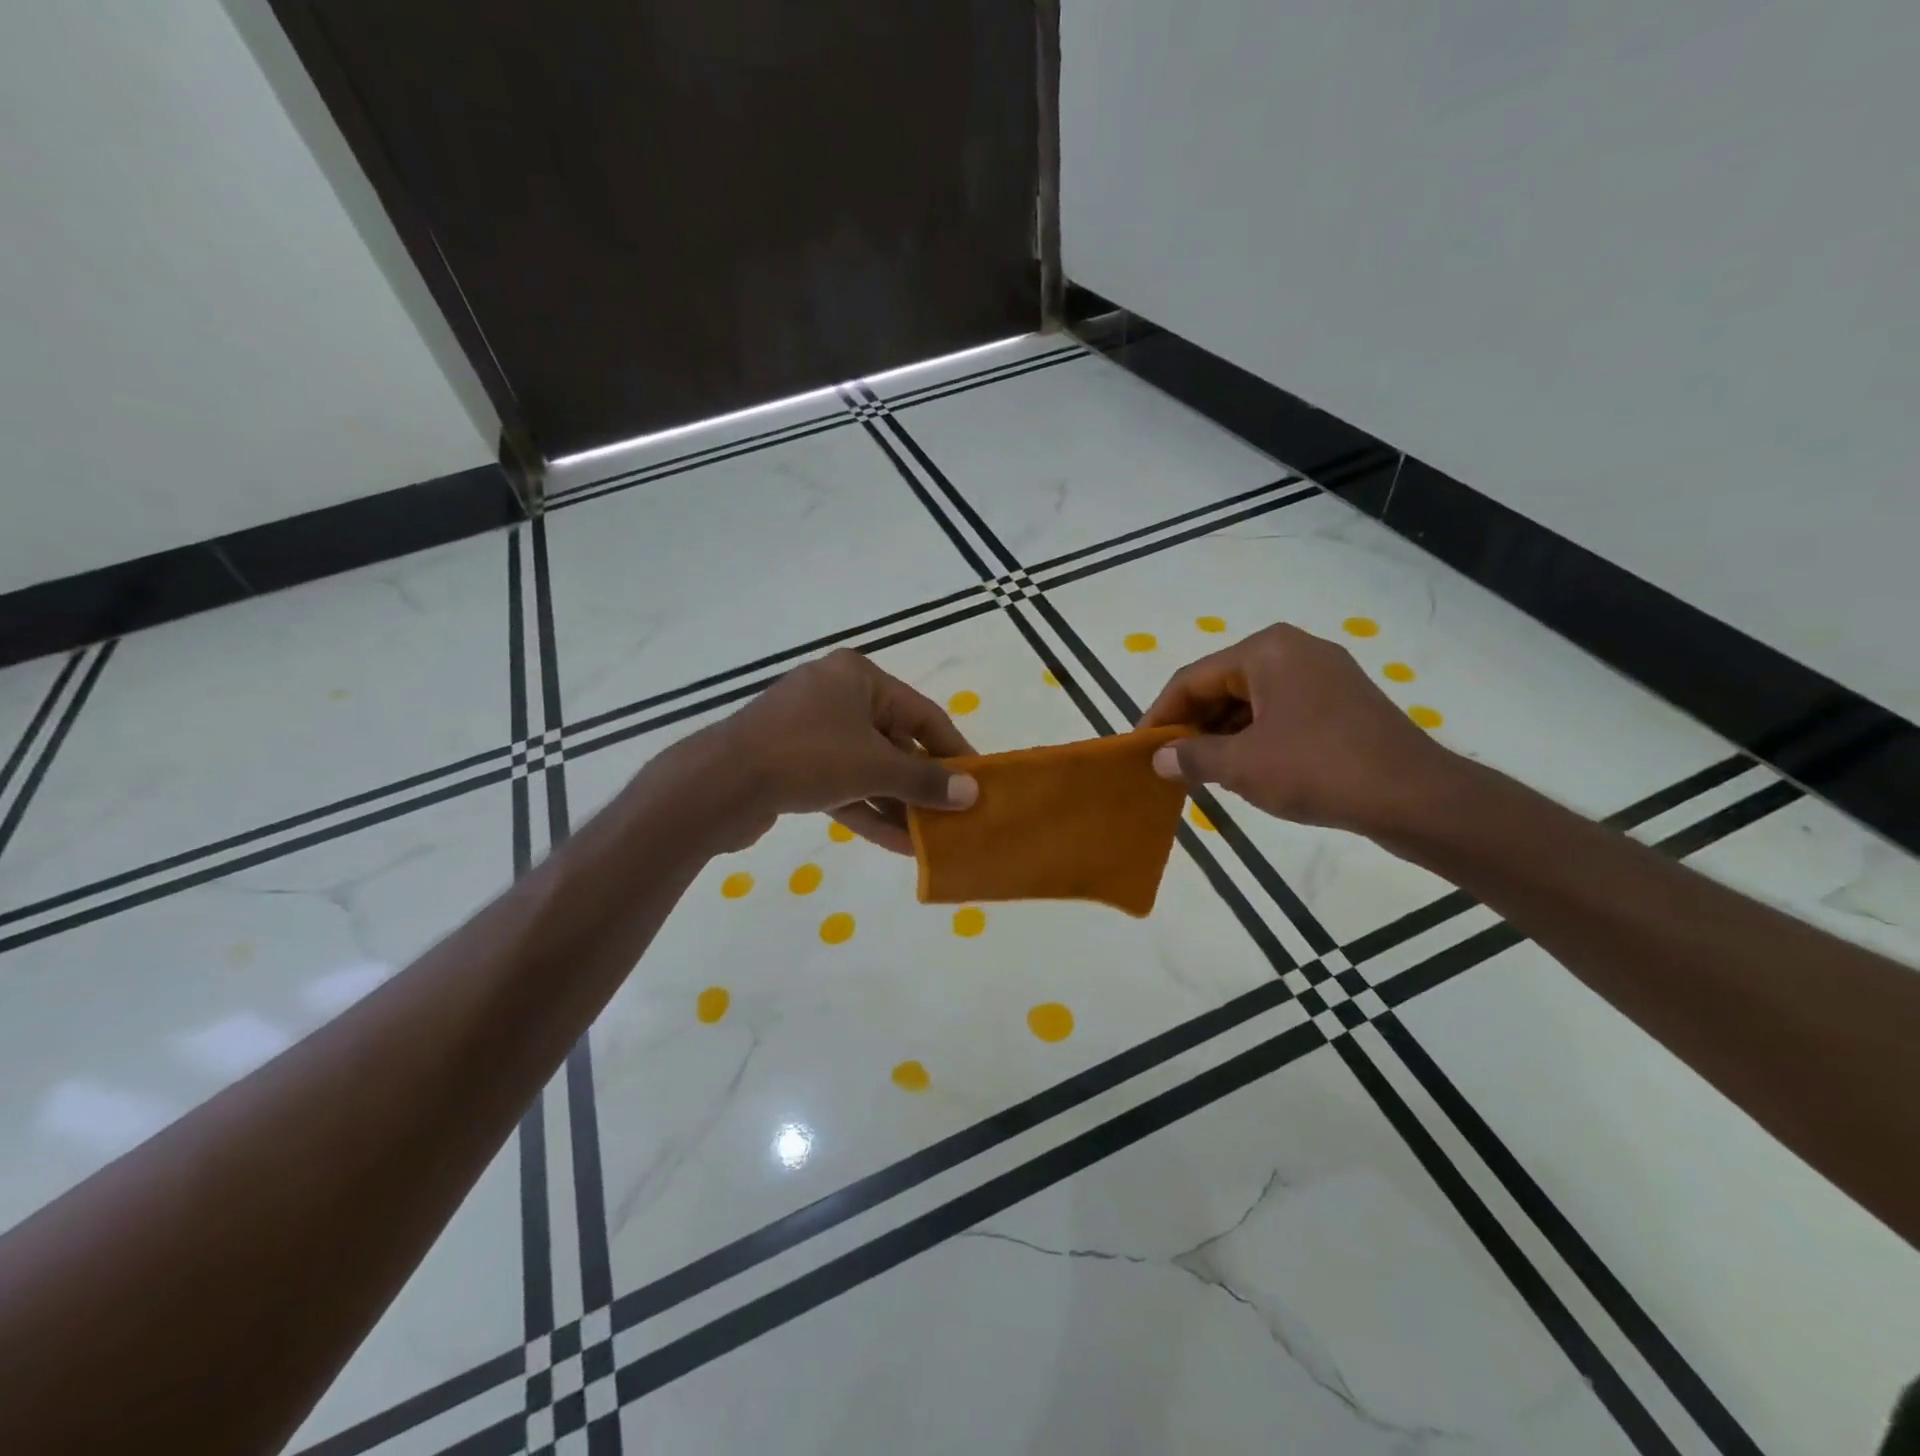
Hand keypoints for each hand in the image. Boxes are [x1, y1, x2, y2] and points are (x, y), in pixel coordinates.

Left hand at [682, 649, 978, 853]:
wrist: (718, 786)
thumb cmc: (806, 756)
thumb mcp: (875, 767)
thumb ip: (925, 780)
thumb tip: (971, 793)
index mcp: (857, 678)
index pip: (922, 714)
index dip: (953, 750)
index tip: (977, 781)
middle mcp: (834, 696)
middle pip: (894, 742)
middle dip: (922, 784)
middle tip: (954, 816)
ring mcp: (810, 731)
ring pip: (867, 768)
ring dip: (897, 804)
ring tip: (931, 839)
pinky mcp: (792, 765)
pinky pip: (841, 785)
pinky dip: (867, 810)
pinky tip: (898, 844)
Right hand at [1139, 623, 1452, 835]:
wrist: (1415, 797)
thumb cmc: (1317, 768)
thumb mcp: (1242, 766)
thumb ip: (1192, 757)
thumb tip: (1159, 759)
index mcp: (1266, 651)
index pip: (1192, 679)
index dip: (1161, 715)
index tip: (1141, 747)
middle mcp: (1294, 650)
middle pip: (1223, 685)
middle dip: (1193, 725)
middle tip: (1170, 763)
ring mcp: (1324, 675)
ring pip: (1252, 701)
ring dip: (1223, 735)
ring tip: (1203, 772)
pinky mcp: (1343, 702)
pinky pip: (1281, 712)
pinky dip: (1255, 737)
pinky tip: (1245, 770)